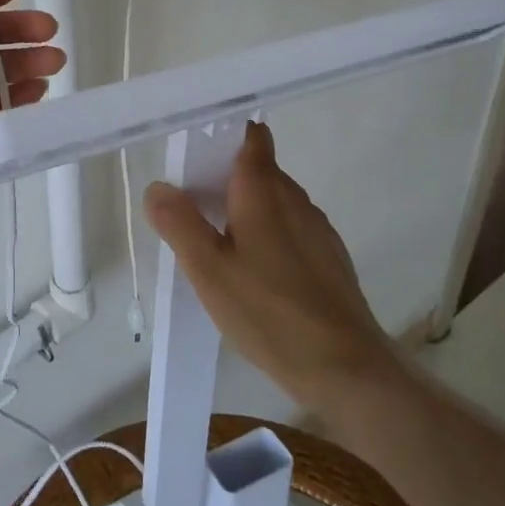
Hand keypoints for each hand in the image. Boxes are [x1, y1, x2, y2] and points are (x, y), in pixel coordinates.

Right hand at [143, 122, 398, 412]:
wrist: (347, 369)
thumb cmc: (269, 312)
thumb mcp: (208, 270)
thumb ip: (179, 223)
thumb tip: (158, 187)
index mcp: (264, 190)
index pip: (251, 136)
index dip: (223, 136)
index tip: (195, 157)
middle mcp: (295, 199)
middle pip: (259, 169)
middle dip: (225, 180)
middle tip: (192, 211)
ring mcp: (318, 229)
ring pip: (275, 202)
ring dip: (246, 211)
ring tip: (218, 247)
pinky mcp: (330, 259)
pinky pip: (291, 231)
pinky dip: (268, 237)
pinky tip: (255, 277)